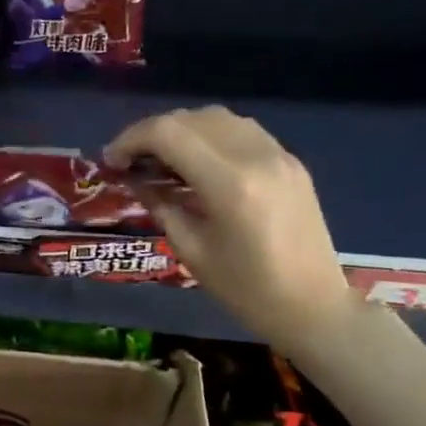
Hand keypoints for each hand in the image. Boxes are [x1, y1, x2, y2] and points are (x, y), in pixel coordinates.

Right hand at [104, 108, 358, 350]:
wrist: (314, 307)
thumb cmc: (246, 290)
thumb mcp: (191, 250)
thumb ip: (160, 205)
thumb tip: (133, 178)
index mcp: (229, 183)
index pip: (168, 133)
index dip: (131, 139)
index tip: (111, 161)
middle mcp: (255, 156)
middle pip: (190, 119)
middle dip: (151, 133)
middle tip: (129, 161)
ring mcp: (278, 155)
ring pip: (217, 118)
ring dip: (181, 129)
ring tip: (159, 159)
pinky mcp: (290, 162)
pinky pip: (241, 131)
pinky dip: (209, 136)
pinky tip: (196, 162)